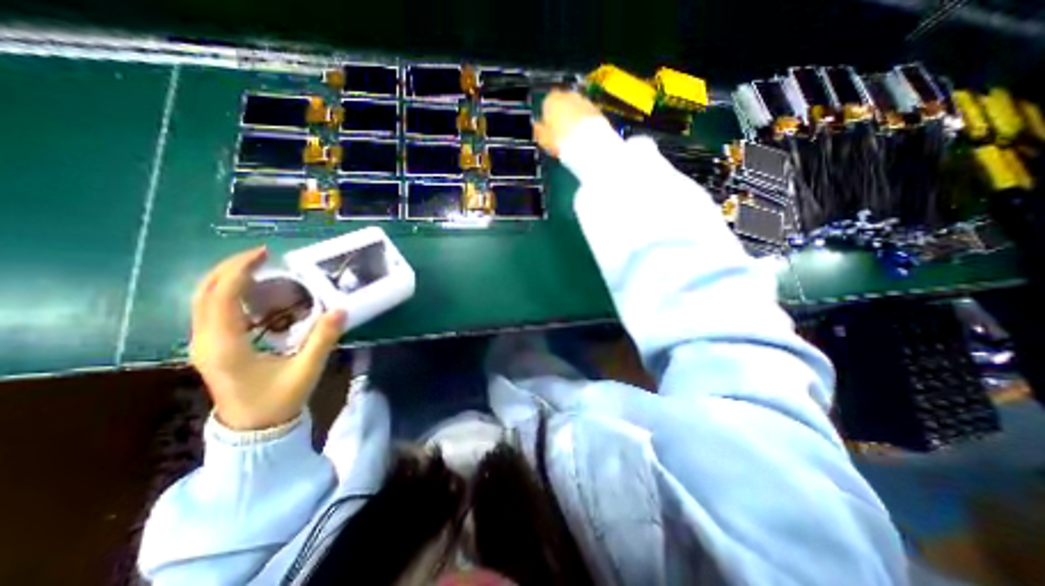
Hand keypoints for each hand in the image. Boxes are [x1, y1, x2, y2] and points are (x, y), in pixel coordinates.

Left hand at [189, 245, 345, 429]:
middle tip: (261, 255)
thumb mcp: (306, 369)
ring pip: (203, 300)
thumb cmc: (278, 400)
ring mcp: (204, 344)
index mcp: (226, 345)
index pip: (222, 297)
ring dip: (226, 278)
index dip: (240, 271)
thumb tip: (342, 310)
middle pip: (204, 293)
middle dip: (229, 268)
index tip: (265, 254)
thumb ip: (323, 339)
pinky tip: (253, 292)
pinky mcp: (211, 347)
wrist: (254, 429)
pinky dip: (227, 293)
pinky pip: (211, 310)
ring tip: (258, 268)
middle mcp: (206, 341)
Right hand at [531, 90, 605, 157]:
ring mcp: (583, 100)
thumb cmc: (561, 141)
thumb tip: (536, 127)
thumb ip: (538, 130)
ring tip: (573, 137)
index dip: (547, 120)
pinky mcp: (596, 109)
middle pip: (562, 105)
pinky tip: (583, 137)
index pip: (545, 106)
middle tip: (561, 135)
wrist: (588, 144)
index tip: (548, 132)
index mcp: (550, 100)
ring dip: (574, 119)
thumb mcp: (543, 139)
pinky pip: (586, 115)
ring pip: (575, 109)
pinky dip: (584, 123)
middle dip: (562, 117)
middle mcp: (567, 95)